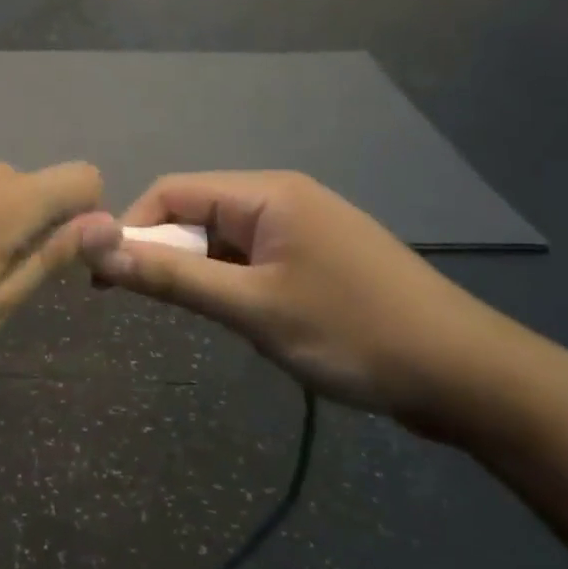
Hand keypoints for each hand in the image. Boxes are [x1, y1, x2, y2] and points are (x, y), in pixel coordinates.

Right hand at [76, 172, 511, 428]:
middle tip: (149, 306)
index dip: (132, 229)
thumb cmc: (353, 333)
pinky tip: (239, 318)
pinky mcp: (315, 258)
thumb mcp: (254, 309)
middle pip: (196, 212)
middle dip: (165, 254)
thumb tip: (101, 254)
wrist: (466, 377)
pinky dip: (230, 283)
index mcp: (267, 194)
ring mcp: (302, 229)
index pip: (173, 191)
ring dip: (199, 272)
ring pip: (222, 239)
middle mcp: (281, 198)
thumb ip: (174, 280)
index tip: (107, 278)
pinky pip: (251, 259)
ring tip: (204, 319)